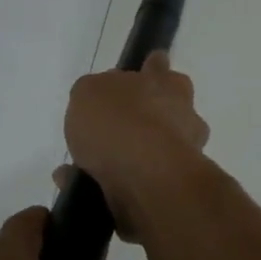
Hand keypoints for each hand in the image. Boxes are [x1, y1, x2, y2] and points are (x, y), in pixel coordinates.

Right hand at [61, 52, 210, 239]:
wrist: (146, 178)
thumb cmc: (119, 121)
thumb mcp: (88, 91)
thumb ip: (95, 94)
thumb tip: (101, 104)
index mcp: (168, 85)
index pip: (160, 67)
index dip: (148, 71)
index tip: (140, 77)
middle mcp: (183, 117)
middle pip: (163, 112)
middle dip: (137, 122)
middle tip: (103, 133)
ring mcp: (183, 156)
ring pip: (149, 154)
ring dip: (119, 161)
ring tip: (77, 171)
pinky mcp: (173, 190)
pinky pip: (138, 185)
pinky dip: (113, 188)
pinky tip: (82, 191)